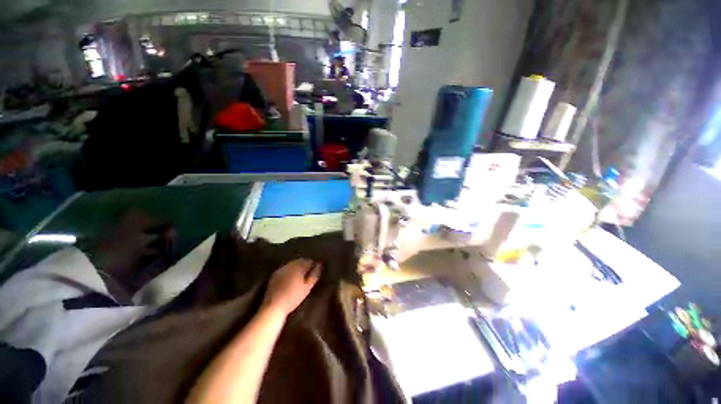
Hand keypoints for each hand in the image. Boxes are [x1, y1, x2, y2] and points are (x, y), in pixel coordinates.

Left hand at [262, 259, 320, 316]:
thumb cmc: (293, 297)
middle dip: (305, 265)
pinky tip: (290, 278)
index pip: (309, 261)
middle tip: (309, 273)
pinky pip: (285, 269)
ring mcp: (281, 269)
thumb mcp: (307, 287)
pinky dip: (290, 271)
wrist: (274, 306)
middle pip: (300, 261)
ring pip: (292, 264)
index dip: (313, 265)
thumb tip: (319, 265)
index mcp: (298, 266)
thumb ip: (314, 274)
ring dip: (297, 267)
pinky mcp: (275, 274)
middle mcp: (289, 264)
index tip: (315, 270)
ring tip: (300, 276)